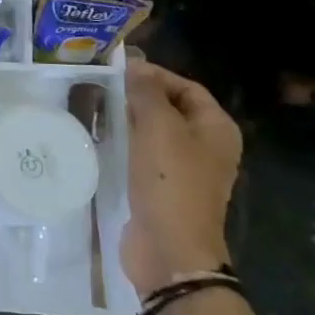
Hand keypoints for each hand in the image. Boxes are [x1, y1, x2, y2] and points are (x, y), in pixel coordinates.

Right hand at [122, 60, 241, 299]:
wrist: (169, 249)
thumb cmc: (171, 181)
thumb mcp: (159, 127)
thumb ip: (147, 92)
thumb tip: (136, 65)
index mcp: (217, 129)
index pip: (187, 87)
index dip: (155, 75)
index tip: (119, 70)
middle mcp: (206, 147)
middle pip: (171, 109)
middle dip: (139, 97)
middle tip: (102, 87)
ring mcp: (186, 170)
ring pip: (154, 133)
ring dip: (128, 120)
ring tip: (97, 108)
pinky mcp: (163, 188)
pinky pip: (144, 156)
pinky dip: (125, 144)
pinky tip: (101, 139)